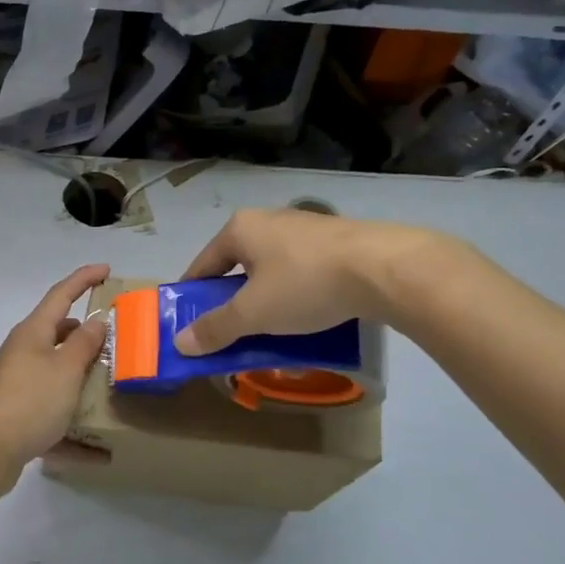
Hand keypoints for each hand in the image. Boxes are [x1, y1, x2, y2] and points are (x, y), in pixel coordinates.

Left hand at [0, 264, 111, 479]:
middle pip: (57, 334)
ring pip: (56, 374)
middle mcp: (22, 353)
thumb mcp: (65, 369)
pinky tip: (98, 453)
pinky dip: (74, 429)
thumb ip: (84, 344)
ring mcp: (17, 384)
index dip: (84, 279)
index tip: (106, 268)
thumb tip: (95, 320)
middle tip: (115, 339)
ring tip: (110, 387)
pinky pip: (52, 414)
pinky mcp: (17, 415)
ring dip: (80, 378)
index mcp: (33, 333)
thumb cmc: (29, 400)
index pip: (61, 294)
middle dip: (84, 334)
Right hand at [174, 209, 451, 354]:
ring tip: (271, 332)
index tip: (191, 325)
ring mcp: (305, 229)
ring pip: (272, 271)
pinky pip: (302, 272)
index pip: (203, 265)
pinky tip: (308, 318)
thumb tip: (179, 343)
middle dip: (233, 302)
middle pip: (238, 267)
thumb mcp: (254, 313)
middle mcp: (269, 221)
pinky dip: (296, 295)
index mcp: (241, 229)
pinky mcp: (336, 242)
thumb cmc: (305, 284)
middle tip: (233, 334)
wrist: (385, 268)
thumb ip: (216, 328)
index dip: (193, 296)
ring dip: (266, 301)